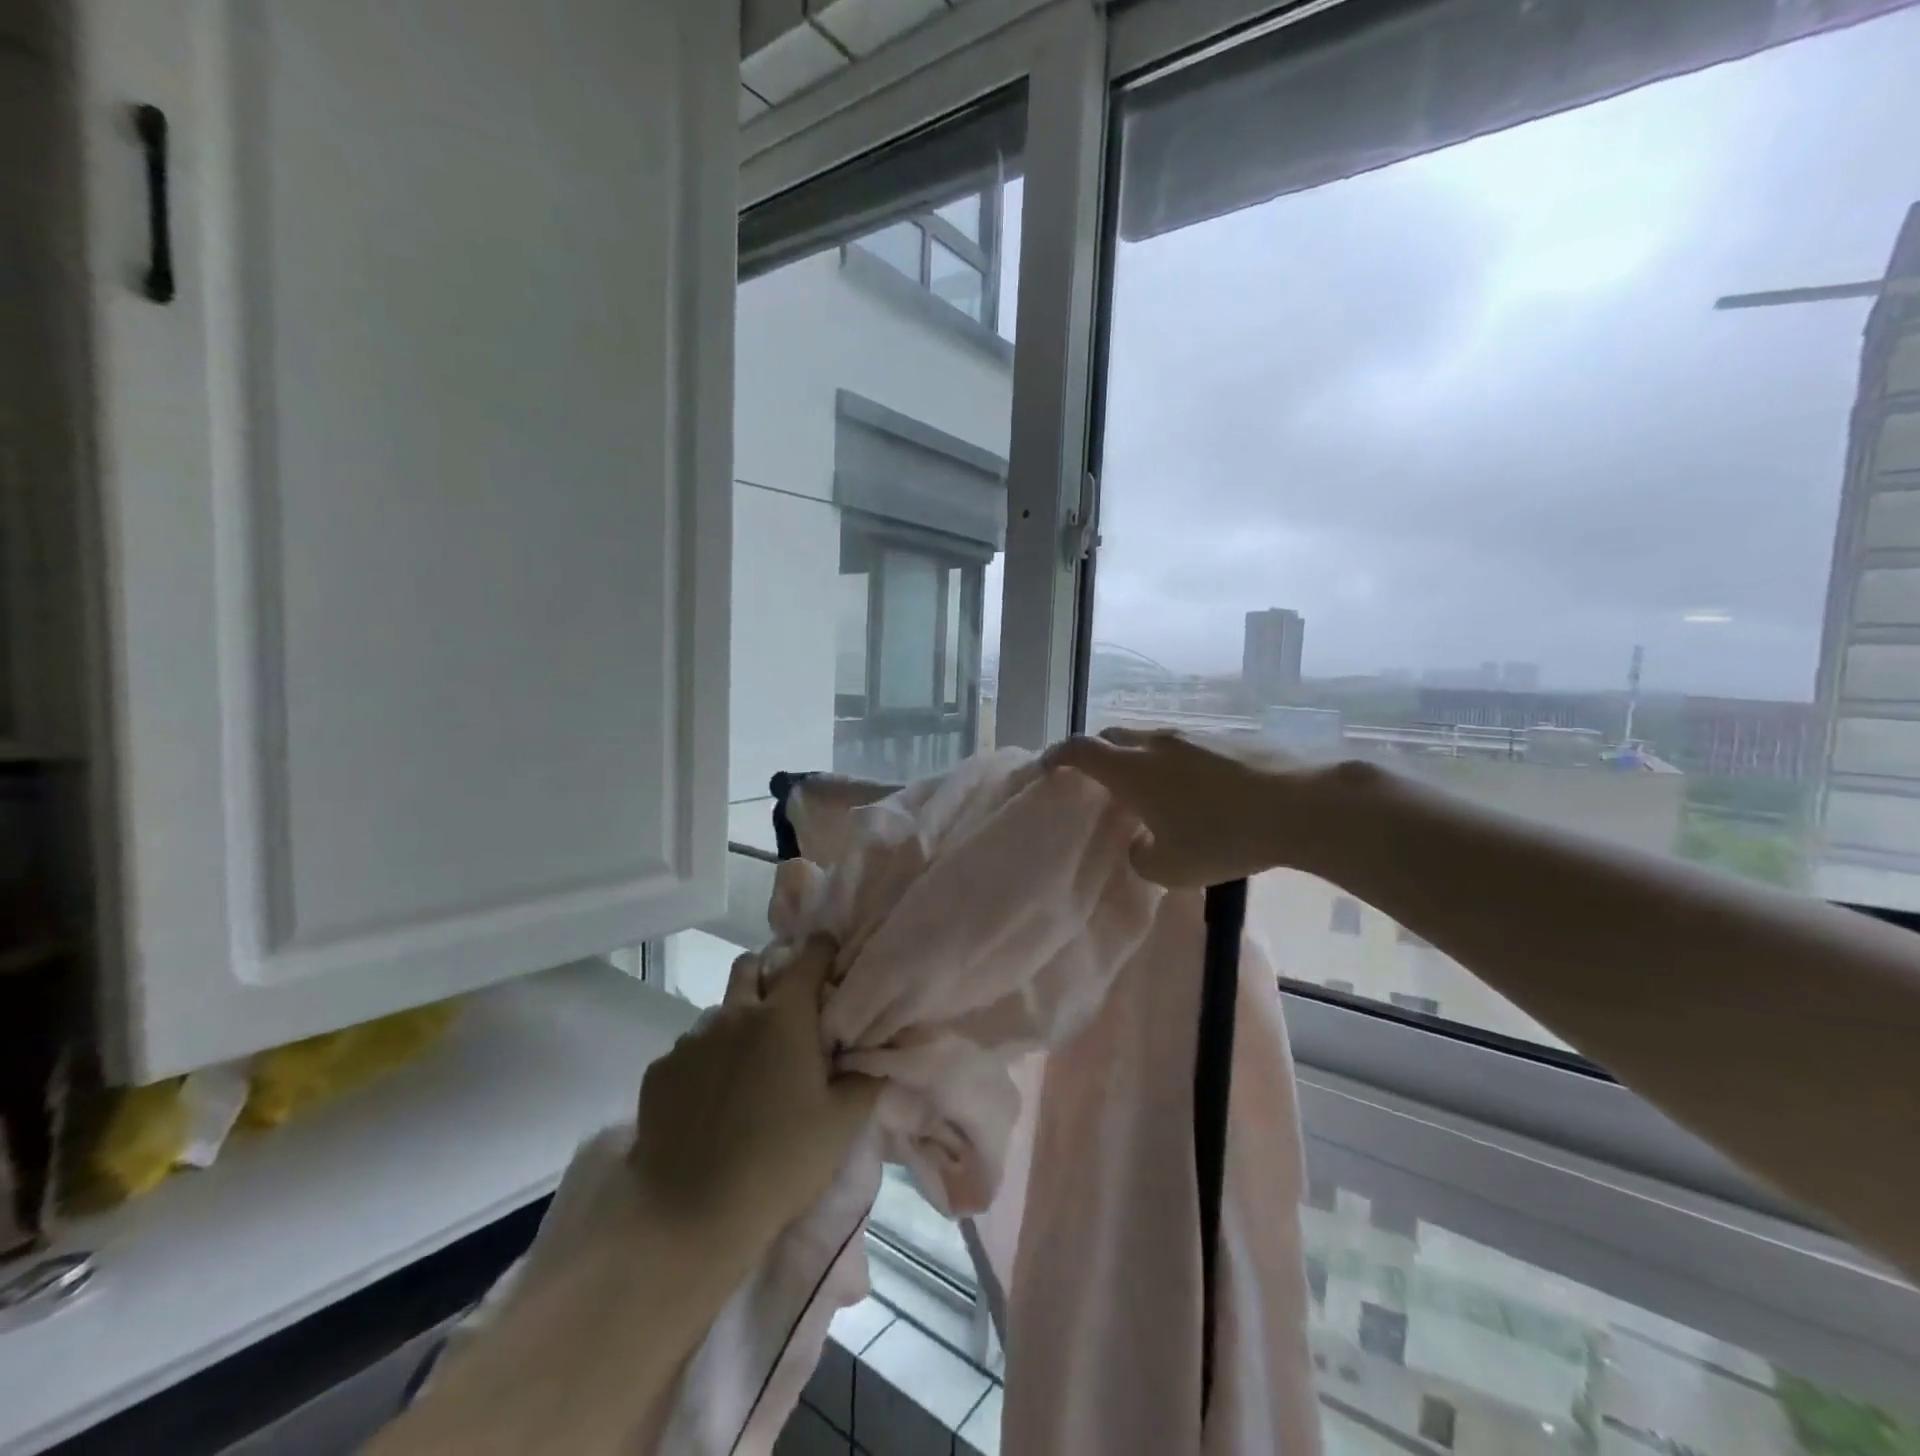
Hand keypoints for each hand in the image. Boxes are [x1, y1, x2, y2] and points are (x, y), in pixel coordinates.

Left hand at [629, 934, 877, 1252]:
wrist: (691, 1216)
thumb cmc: (781, 1162)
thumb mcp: (842, 1125)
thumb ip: (864, 1080)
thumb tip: (876, 1058)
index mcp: (785, 1016)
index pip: (810, 955)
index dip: (823, 950)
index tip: (831, 960)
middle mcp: (736, 1014)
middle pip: (749, 966)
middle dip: (768, 975)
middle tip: (784, 1012)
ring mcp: (692, 1040)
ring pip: (718, 1011)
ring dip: (735, 1024)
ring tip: (745, 1067)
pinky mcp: (660, 1071)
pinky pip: (688, 1050)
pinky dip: (704, 1062)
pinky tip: (709, 1102)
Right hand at [1044, 727, 1324, 887]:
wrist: (1299, 804)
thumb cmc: (1224, 837)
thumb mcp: (1171, 868)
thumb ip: (1142, 857)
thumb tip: (1142, 843)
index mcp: (1132, 770)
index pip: (1080, 750)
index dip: (1057, 756)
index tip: (1047, 767)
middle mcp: (1156, 743)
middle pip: (1111, 736)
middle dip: (1095, 753)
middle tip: (1095, 779)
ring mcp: (1193, 735)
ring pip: (1148, 739)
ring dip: (1136, 757)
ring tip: (1147, 789)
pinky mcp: (1225, 738)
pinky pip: (1182, 745)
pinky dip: (1170, 762)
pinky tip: (1192, 790)